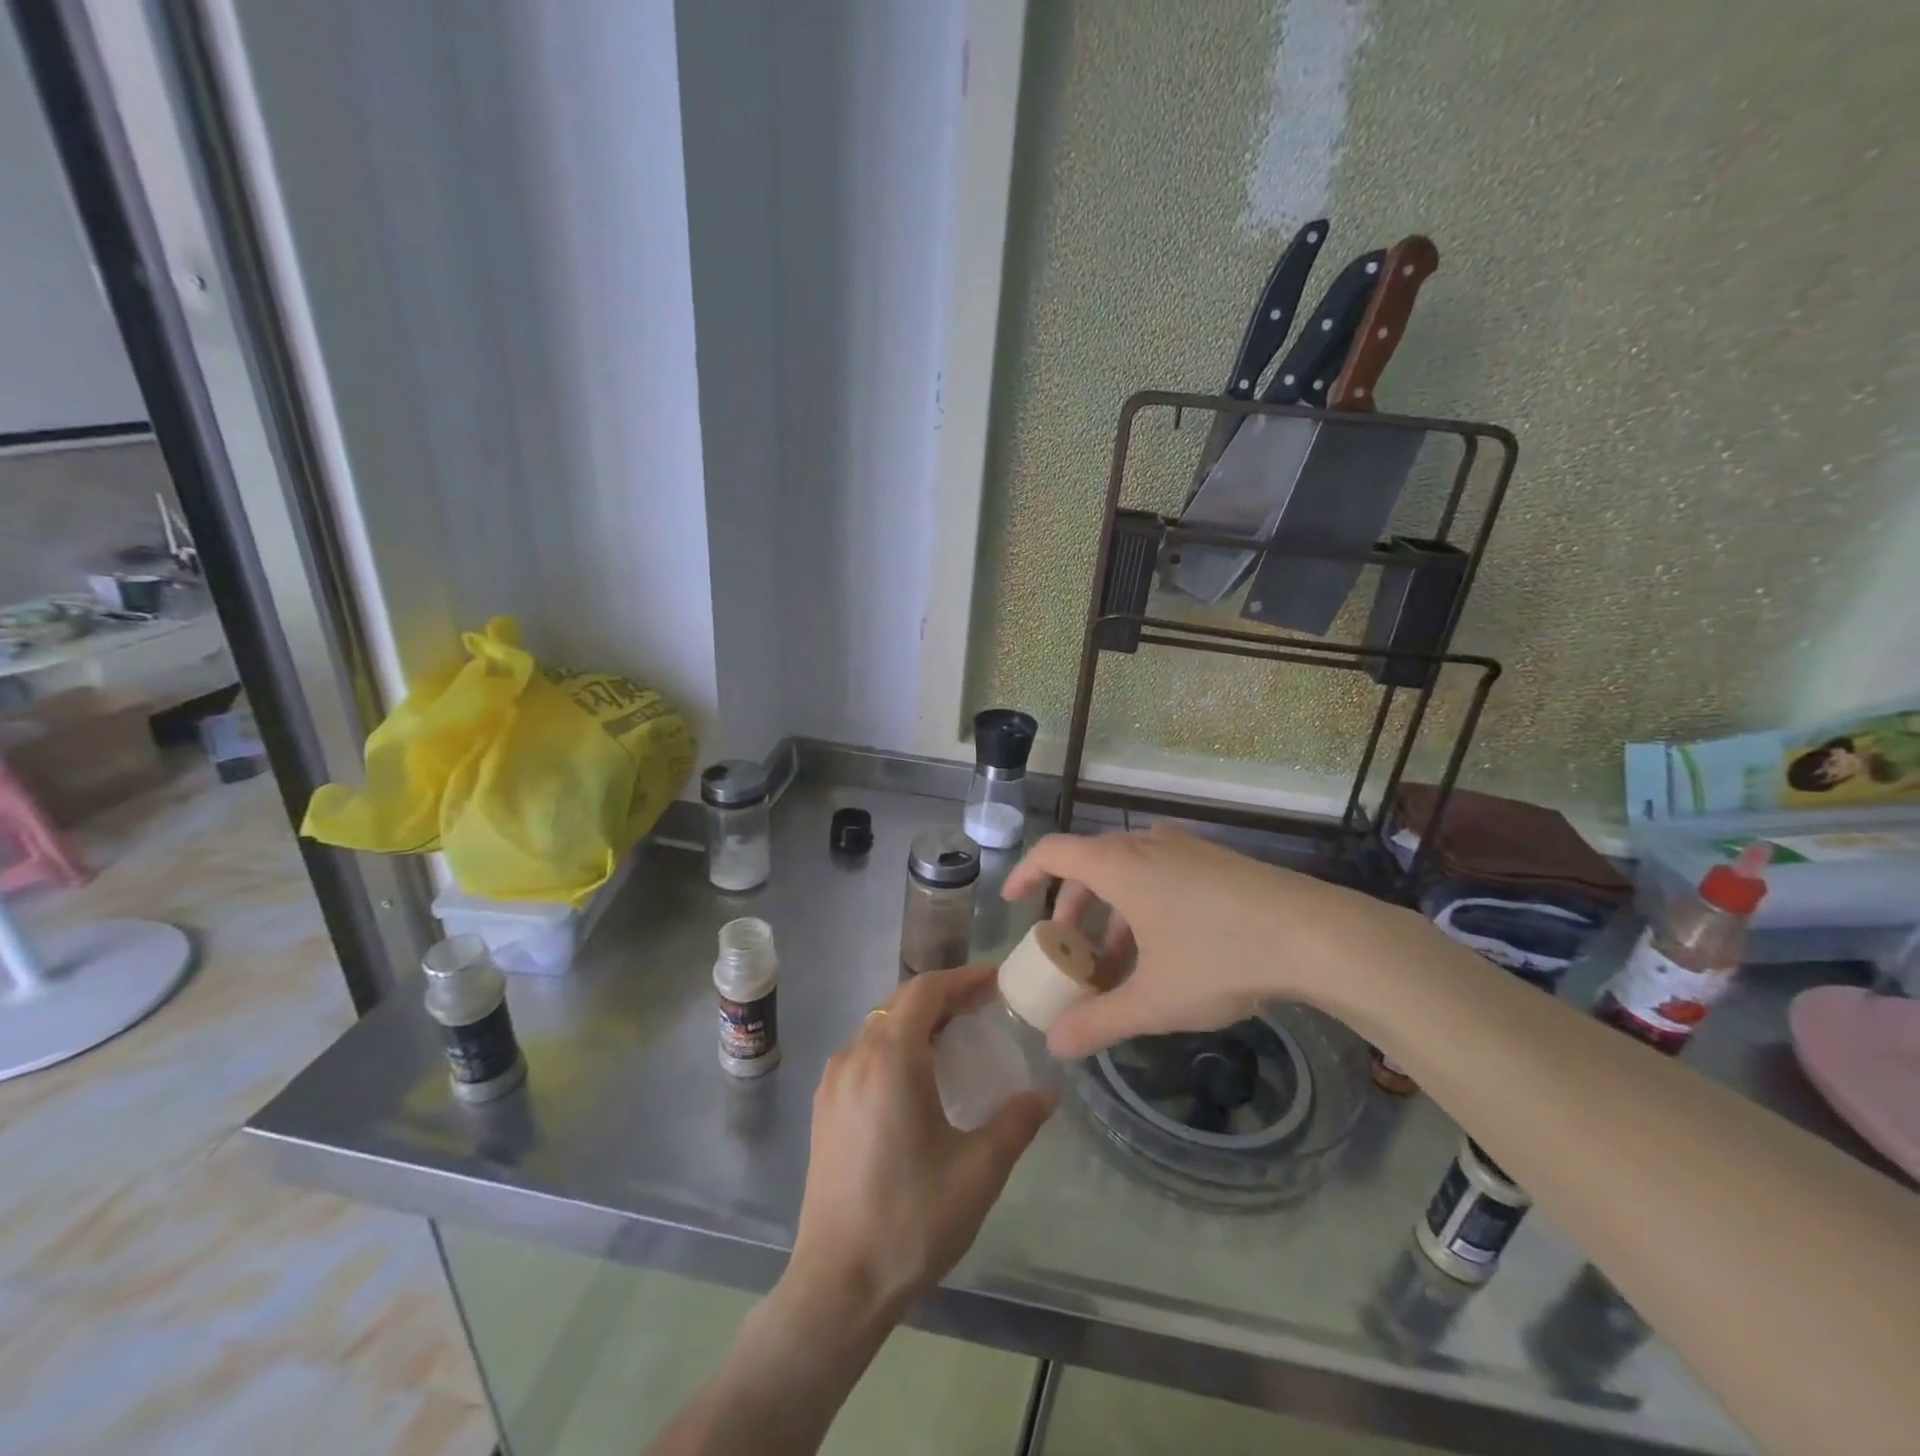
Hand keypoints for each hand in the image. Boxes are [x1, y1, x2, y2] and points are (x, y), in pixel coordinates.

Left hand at [786, 965, 1054, 1325]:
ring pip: (879, 1026)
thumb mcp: (978, 1171)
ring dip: (918, 1020)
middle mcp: (855, 1056)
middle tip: (985, 1006)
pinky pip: (864, 1052)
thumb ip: (1016, 1122)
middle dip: (944, 997)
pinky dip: (896, 1044)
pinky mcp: (825, 1107)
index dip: (962, 979)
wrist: (837, 1284)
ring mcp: (834, 1081)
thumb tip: (1049, 1093)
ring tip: (957, 1037)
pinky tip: (919, 1076)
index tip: (996, 981)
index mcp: (890, 1059)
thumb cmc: (911, 1220)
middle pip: (900, 1003)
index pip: (925, 991)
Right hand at [1003, 825, 1433, 1057]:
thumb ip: (1099, 1022)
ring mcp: (1186, 849)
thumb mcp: (1153, 999)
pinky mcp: (1217, 862)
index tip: (1012, 903)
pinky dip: (1144, 907)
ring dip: (1111, 914)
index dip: (1025, 874)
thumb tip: (1056, 1047)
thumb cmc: (1220, 957)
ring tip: (1120, 964)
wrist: (1318, 935)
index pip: (1052, 852)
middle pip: (1090, 866)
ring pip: (1129, 873)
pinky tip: (1167, 953)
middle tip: (1070, 952)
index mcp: (1119, 864)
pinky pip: (1161, 875)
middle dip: (1072, 910)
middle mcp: (1147, 844)